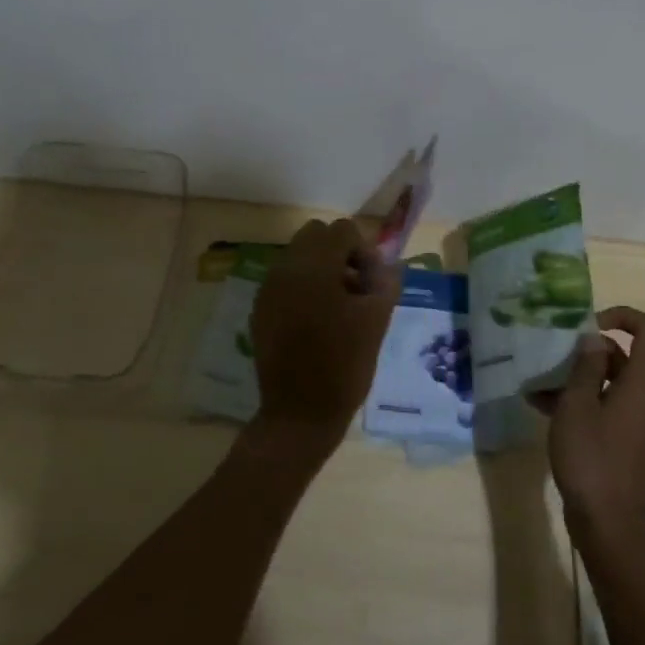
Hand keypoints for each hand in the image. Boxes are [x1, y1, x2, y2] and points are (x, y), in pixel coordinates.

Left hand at [247, 219, 398, 466]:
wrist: (300, 414)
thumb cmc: (345, 365)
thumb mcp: (377, 319)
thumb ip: (385, 280)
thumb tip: (383, 264)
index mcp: (314, 267)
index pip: (342, 230)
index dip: (364, 251)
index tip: (372, 283)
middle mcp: (285, 269)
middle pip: (316, 235)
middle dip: (340, 253)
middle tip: (357, 288)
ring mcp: (268, 289)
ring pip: (298, 256)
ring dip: (322, 269)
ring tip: (340, 306)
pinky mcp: (260, 309)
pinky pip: (285, 280)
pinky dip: (303, 287)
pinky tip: (317, 321)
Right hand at [534, 306, 644, 550]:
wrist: (607, 523)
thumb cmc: (592, 458)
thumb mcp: (578, 406)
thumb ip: (585, 368)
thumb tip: (594, 340)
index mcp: (643, 382)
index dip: (622, 316)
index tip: (587, 326)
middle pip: (624, 355)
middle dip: (586, 351)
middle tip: (552, 356)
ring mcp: (636, 419)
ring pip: (609, 381)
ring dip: (575, 377)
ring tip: (537, 382)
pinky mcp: (624, 438)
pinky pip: (604, 404)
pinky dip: (578, 400)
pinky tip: (540, 405)